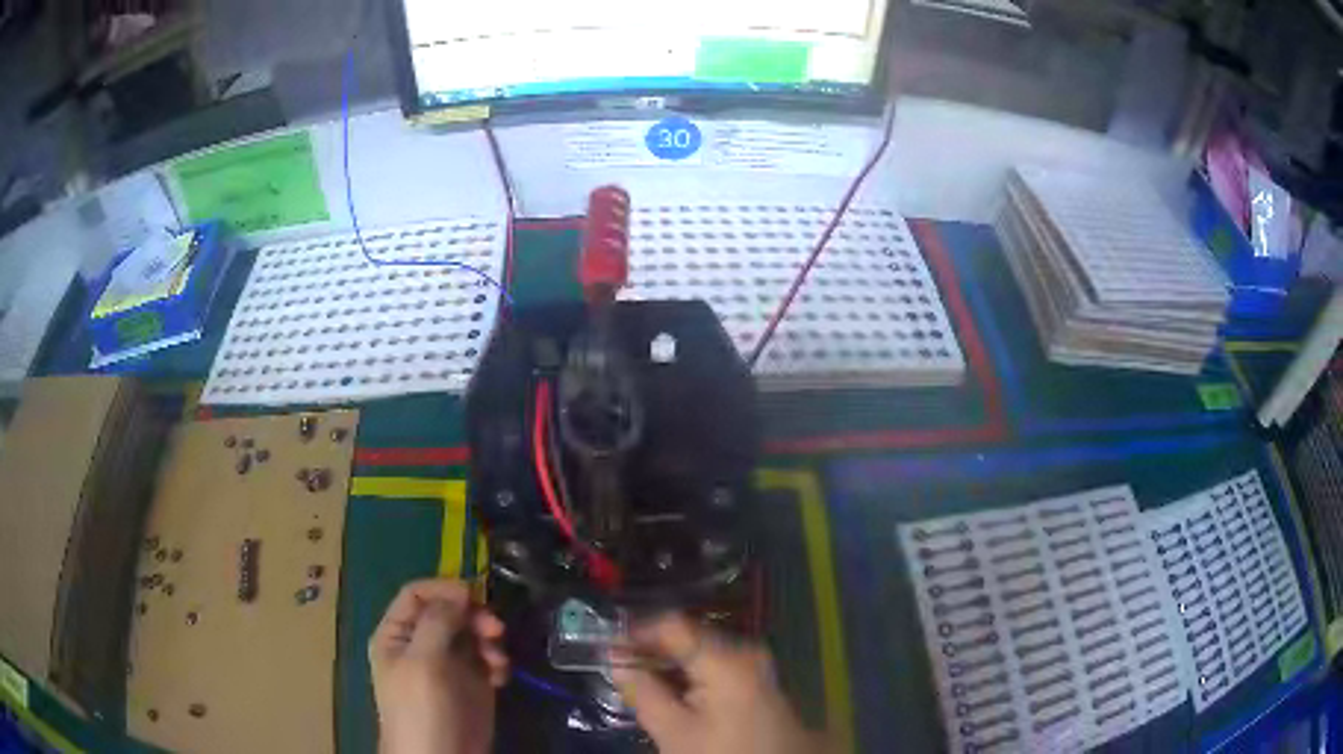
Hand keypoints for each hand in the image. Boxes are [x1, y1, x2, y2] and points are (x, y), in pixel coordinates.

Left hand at [369, 579, 508, 753]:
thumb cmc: (421, 709)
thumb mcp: (422, 662)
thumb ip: (437, 623)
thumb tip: (458, 591)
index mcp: (397, 635)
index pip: (416, 595)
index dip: (444, 590)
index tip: (473, 597)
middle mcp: (421, 644)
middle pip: (449, 611)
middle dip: (473, 617)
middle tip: (496, 630)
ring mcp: (448, 665)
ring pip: (472, 633)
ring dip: (489, 640)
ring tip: (499, 661)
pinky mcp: (473, 684)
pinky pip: (487, 659)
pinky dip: (497, 662)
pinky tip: (501, 677)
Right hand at [611, 614, 827, 753]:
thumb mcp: (674, 731)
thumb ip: (642, 691)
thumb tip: (615, 659)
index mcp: (727, 659)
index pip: (673, 624)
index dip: (636, 631)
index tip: (607, 645)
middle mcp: (746, 652)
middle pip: (689, 636)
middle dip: (652, 649)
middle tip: (618, 664)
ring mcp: (757, 666)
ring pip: (702, 652)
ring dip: (669, 663)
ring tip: (638, 679)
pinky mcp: (759, 683)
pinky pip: (717, 665)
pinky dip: (690, 674)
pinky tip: (671, 691)